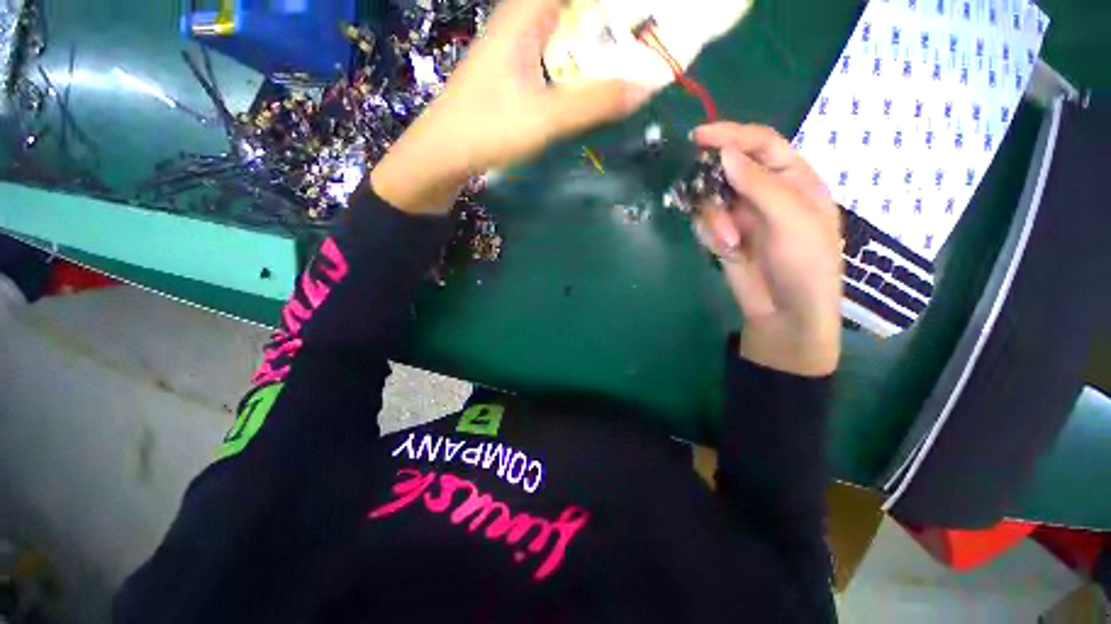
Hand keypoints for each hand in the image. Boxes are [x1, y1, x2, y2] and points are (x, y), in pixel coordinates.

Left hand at [372, 0, 651, 214]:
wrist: (444, 152)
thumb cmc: (487, 129)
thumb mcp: (545, 117)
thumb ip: (594, 102)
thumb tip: (645, 87)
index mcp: (527, 13)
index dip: (616, 2)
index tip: (644, 13)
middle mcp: (522, 17)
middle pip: (576, 6)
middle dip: (612, 18)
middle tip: (646, 35)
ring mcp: (517, 43)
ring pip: (567, 26)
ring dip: (597, 37)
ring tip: (631, 54)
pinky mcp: (515, 67)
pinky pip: (556, 50)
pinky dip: (579, 58)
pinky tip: (593, 77)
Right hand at [693, 123, 841, 376]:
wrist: (784, 313)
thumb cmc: (804, 264)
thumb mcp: (792, 219)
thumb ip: (760, 184)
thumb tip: (724, 153)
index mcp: (793, 179)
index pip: (761, 144)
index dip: (731, 135)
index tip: (699, 137)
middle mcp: (764, 192)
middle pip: (726, 170)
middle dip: (714, 187)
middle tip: (709, 203)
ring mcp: (741, 214)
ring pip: (710, 198)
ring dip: (713, 219)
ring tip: (728, 243)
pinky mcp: (723, 235)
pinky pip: (704, 222)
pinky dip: (708, 234)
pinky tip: (722, 250)